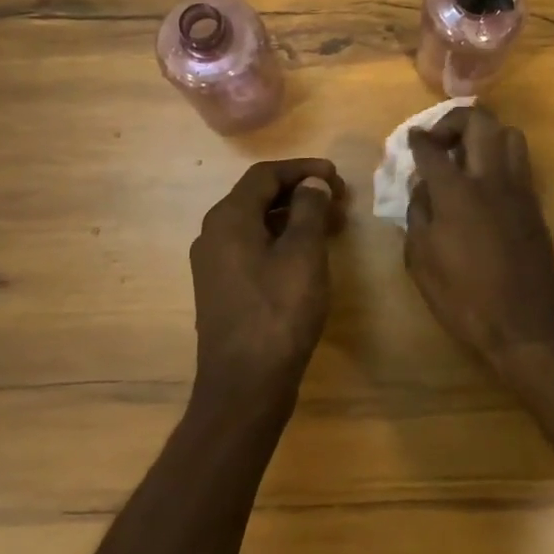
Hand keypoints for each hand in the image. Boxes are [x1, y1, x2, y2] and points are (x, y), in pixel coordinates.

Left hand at [190, 159, 345, 409]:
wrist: (245, 384)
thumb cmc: (279, 312)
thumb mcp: (303, 254)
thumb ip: (309, 210)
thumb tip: (312, 183)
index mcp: (228, 219)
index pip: (264, 174)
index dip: (303, 169)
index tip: (337, 177)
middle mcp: (213, 234)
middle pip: (258, 196)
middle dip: (300, 192)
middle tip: (340, 200)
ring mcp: (214, 264)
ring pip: (257, 223)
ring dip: (294, 217)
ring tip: (333, 225)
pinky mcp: (223, 288)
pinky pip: (253, 247)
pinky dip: (282, 240)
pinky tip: (309, 254)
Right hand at [405, 107, 553, 371]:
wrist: (528, 325)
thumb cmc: (466, 300)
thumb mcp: (422, 262)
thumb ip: (418, 214)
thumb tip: (422, 186)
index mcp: (457, 192)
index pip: (432, 149)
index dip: (418, 139)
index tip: (412, 138)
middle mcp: (491, 178)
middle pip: (478, 121)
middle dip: (453, 120)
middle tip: (439, 141)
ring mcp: (519, 187)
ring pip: (507, 133)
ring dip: (483, 134)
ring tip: (465, 156)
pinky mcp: (535, 202)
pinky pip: (519, 160)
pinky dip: (500, 156)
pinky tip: (484, 181)